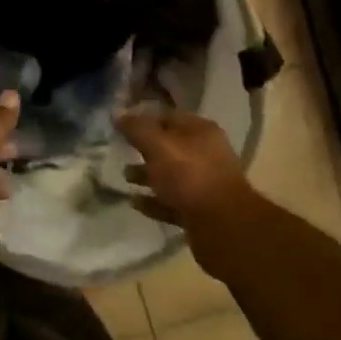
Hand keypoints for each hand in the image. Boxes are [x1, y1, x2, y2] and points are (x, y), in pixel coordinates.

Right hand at [117, 109, 255, 230]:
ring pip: (171, 176)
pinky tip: (136, 203)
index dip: (143, 120)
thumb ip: (137, 129)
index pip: (168, 117)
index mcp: (201, 132)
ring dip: (147, 176)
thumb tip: (118, 114)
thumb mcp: (158, 146)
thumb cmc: (189, 176)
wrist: (222, 225)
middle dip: (144, 149)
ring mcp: (204, 184)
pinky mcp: (200, 211)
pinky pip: (172, 202)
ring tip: (125, 178)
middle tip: (120, 152)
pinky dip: (154, 202)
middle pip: (170, 147)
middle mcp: (206, 154)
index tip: (120, 127)